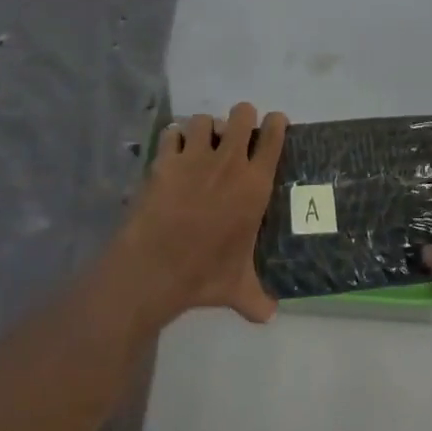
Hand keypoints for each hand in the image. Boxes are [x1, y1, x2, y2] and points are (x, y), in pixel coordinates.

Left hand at [115, 104, 285, 326]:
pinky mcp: (165, 160)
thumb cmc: (203, 274)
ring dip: (205, 128)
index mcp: (254, 184)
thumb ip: (256, 298)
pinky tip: (172, 151)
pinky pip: (171, 133)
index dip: (276, 124)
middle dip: (242, 118)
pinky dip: (172, 138)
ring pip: (204, 119)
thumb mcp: (237, 288)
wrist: (154, 268)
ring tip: (201, 143)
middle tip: (236, 134)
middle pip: (242, 115)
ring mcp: (194, 157)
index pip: (274, 137)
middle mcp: (229, 162)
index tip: (275, 124)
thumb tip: (271, 315)